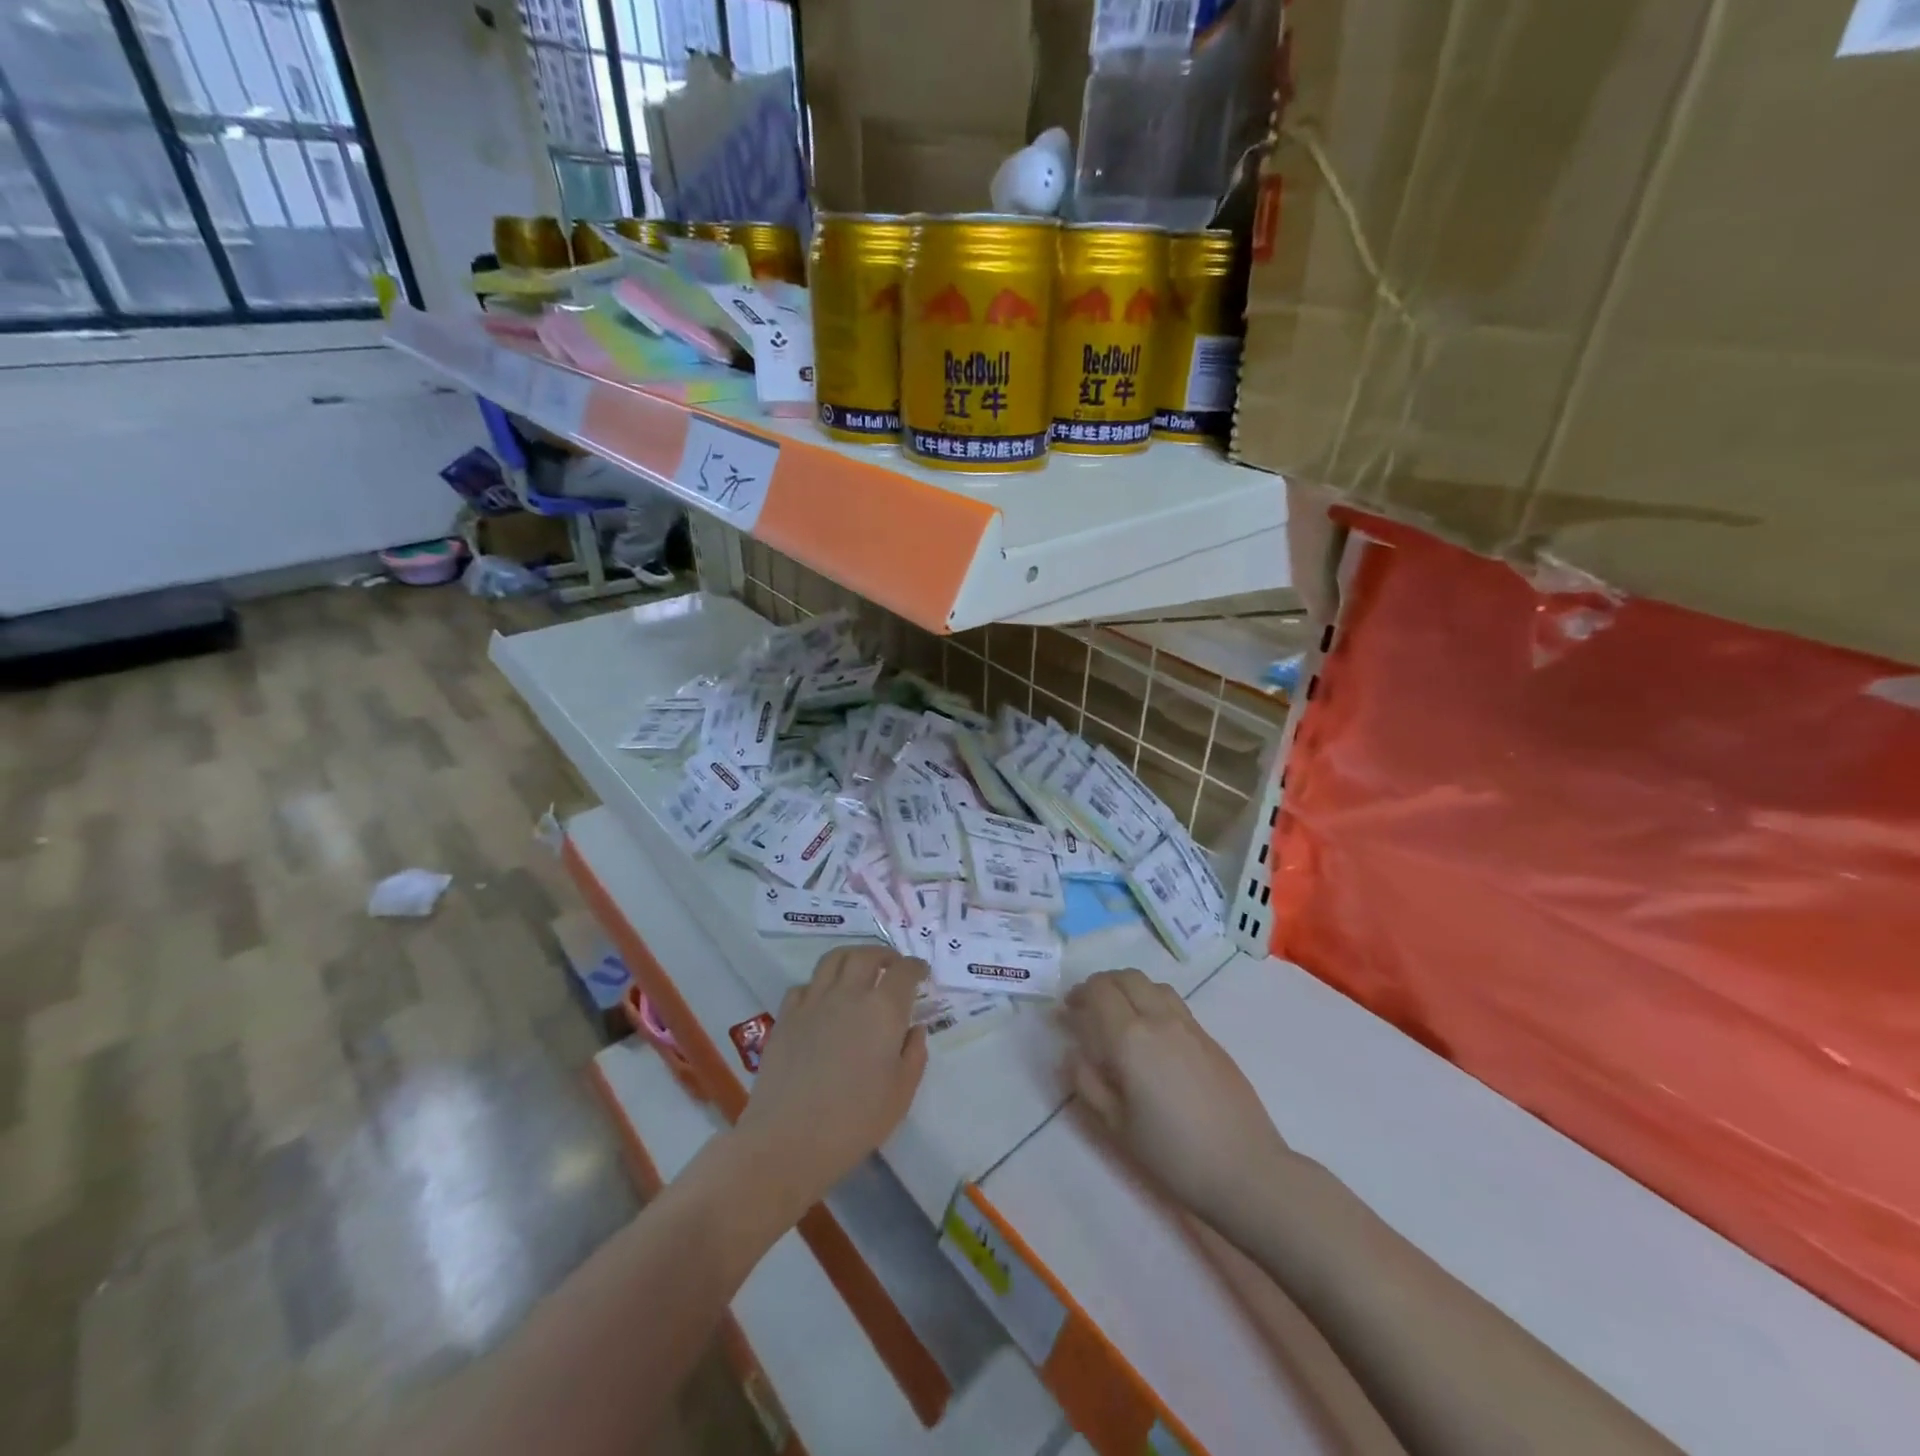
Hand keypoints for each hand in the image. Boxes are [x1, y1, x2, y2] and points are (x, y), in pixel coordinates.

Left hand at [735, 947, 929, 1208]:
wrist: (788, 1140)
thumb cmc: (854, 1122)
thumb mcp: (901, 1094)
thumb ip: (913, 1055)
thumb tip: (914, 1029)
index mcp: (883, 1010)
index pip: (904, 971)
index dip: (916, 967)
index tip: (921, 973)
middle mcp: (849, 994)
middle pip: (867, 955)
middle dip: (884, 955)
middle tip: (892, 966)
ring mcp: (813, 1002)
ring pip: (833, 959)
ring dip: (852, 957)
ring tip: (858, 970)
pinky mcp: (786, 1016)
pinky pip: (805, 985)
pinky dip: (819, 985)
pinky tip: (822, 1001)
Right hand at [1063, 969, 1289, 1222]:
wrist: (1246, 1170)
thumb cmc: (1173, 1154)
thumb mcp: (1116, 1126)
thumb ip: (1088, 1082)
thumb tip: (1073, 1053)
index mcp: (1130, 1038)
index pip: (1099, 991)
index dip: (1079, 994)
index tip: (1067, 1011)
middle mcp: (1159, 1019)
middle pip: (1126, 978)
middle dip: (1102, 984)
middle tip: (1089, 1007)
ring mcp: (1189, 1026)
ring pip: (1153, 985)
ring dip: (1130, 989)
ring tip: (1120, 1015)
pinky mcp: (1211, 1039)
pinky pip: (1174, 1003)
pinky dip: (1153, 1002)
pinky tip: (1152, 1034)